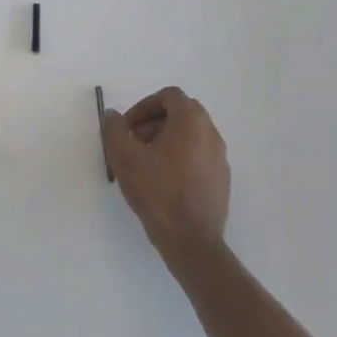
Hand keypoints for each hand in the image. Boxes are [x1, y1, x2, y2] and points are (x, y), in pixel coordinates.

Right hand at [101, 87, 230, 262]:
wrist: (191, 240)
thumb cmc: (157, 192)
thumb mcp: (125, 158)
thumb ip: (115, 130)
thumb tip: (114, 116)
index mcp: (191, 122)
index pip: (169, 96)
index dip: (144, 106)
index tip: (127, 127)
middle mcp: (211, 134)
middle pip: (182, 113)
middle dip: (154, 122)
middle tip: (134, 143)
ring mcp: (220, 158)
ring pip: (191, 135)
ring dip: (167, 140)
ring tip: (146, 164)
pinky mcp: (222, 179)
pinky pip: (199, 155)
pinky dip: (181, 157)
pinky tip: (164, 182)